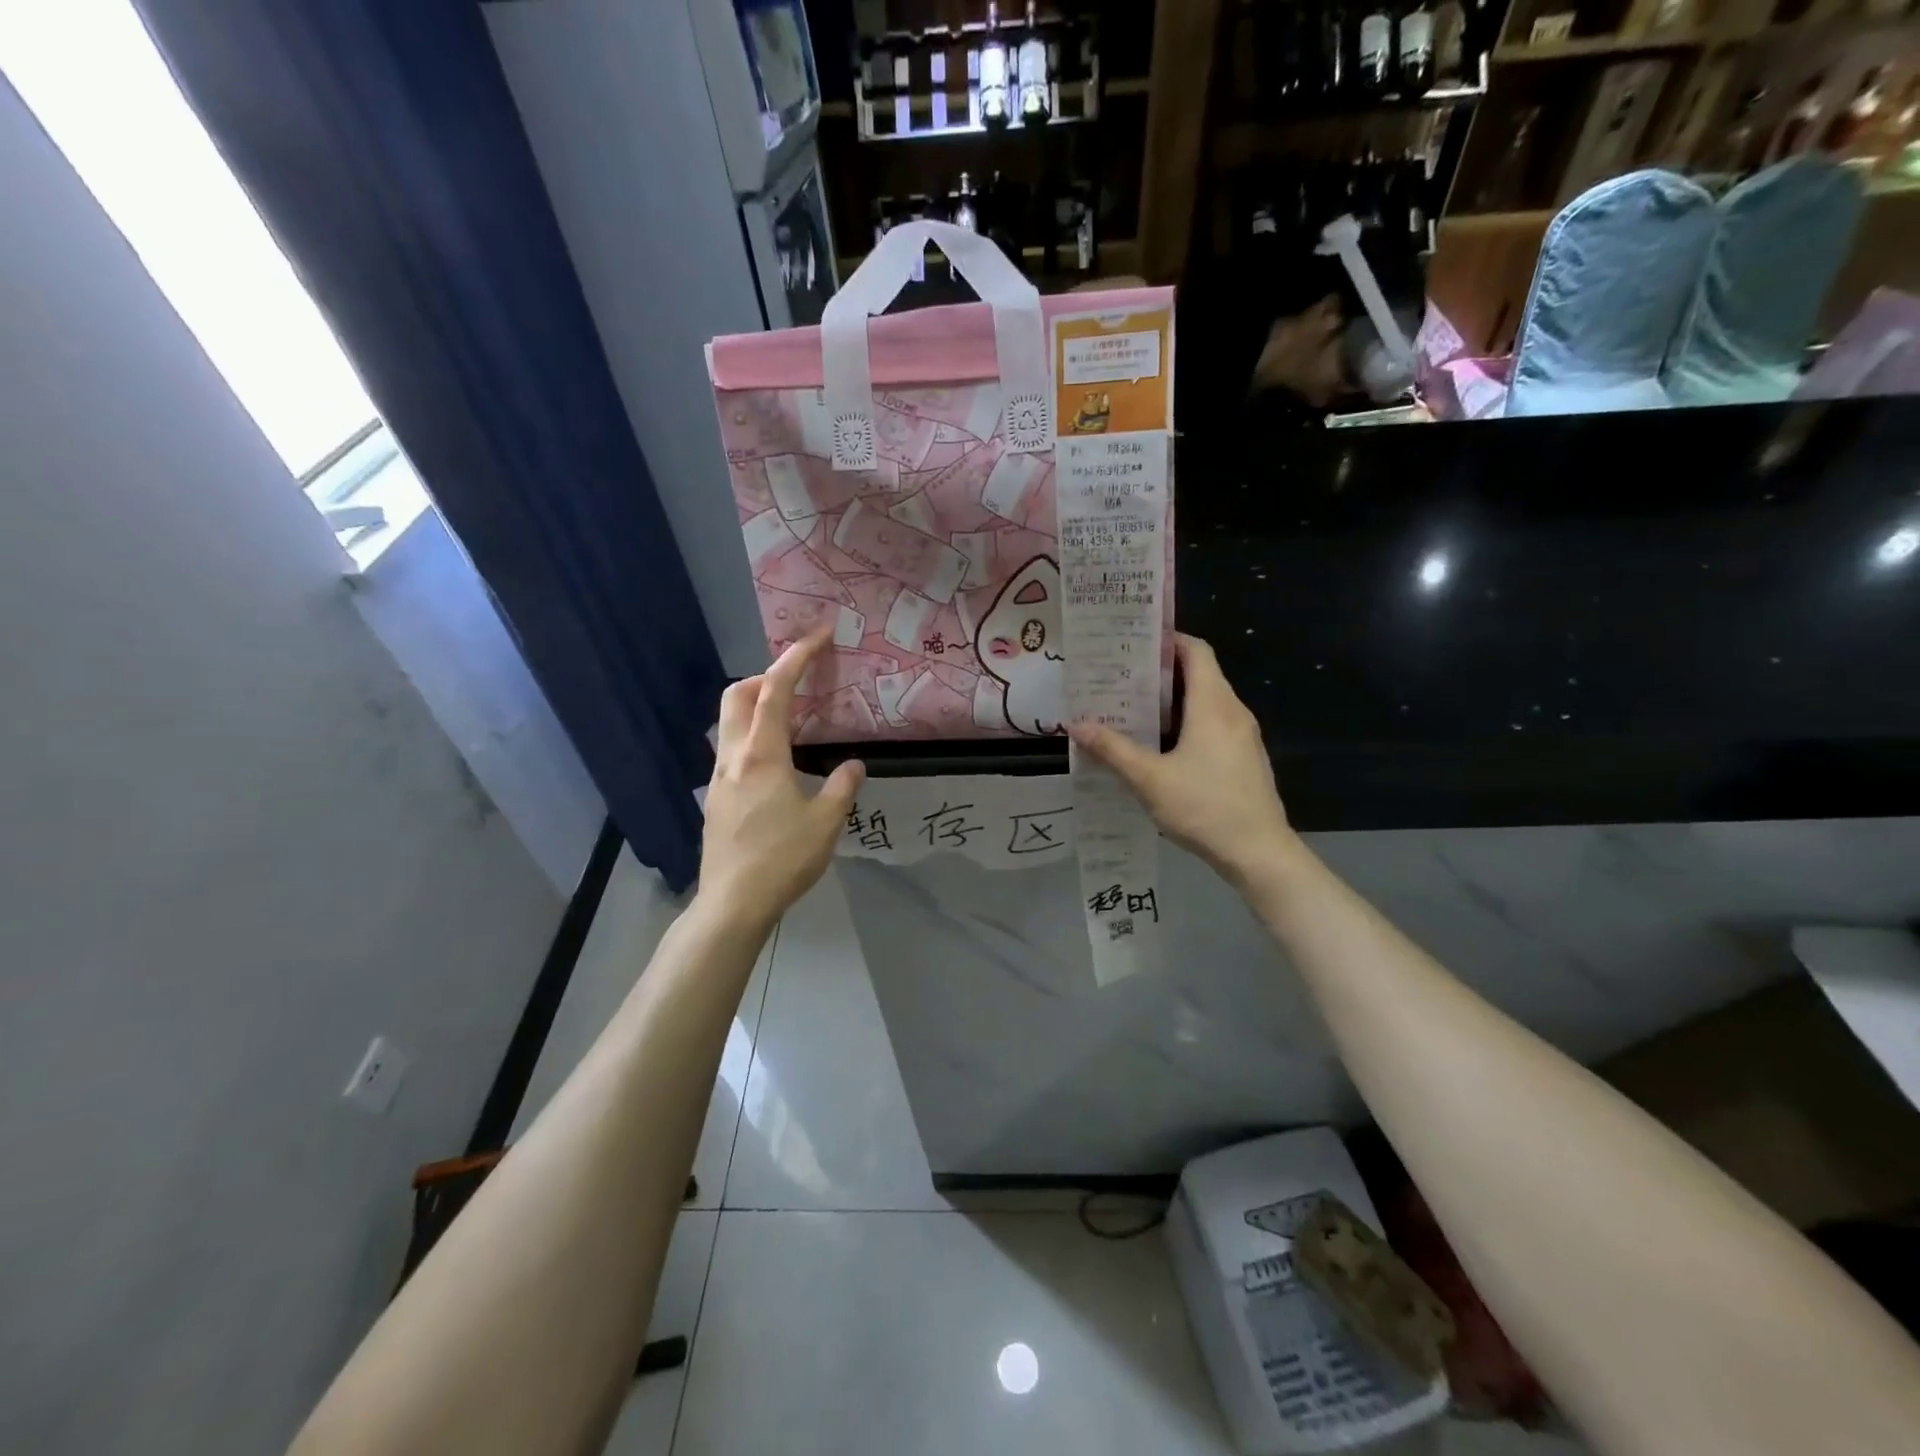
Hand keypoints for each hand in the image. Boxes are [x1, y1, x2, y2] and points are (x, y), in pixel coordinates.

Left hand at [700, 633, 864, 930]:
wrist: (733, 903)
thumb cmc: (782, 858)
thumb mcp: (826, 822)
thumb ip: (842, 786)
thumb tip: (854, 765)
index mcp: (762, 754)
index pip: (776, 689)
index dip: (797, 657)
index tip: (819, 636)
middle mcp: (733, 756)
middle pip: (737, 695)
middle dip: (765, 676)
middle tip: (798, 685)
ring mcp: (719, 778)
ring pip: (729, 722)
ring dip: (756, 706)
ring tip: (791, 722)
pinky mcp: (716, 799)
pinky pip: (731, 749)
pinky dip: (752, 736)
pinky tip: (776, 764)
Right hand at [1068, 634, 1293, 889]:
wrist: (1258, 852)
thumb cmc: (1204, 807)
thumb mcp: (1149, 779)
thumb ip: (1113, 749)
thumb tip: (1077, 725)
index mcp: (1213, 704)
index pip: (1196, 651)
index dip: (1167, 640)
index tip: (1133, 642)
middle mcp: (1232, 711)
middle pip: (1200, 674)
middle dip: (1161, 671)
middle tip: (1121, 676)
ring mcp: (1242, 736)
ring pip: (1206, 701)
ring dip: (1173, 700)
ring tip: (1133, 707)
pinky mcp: (1244, 758)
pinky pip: (1213, 724)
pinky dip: (1187, 722)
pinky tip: (1160, 744)